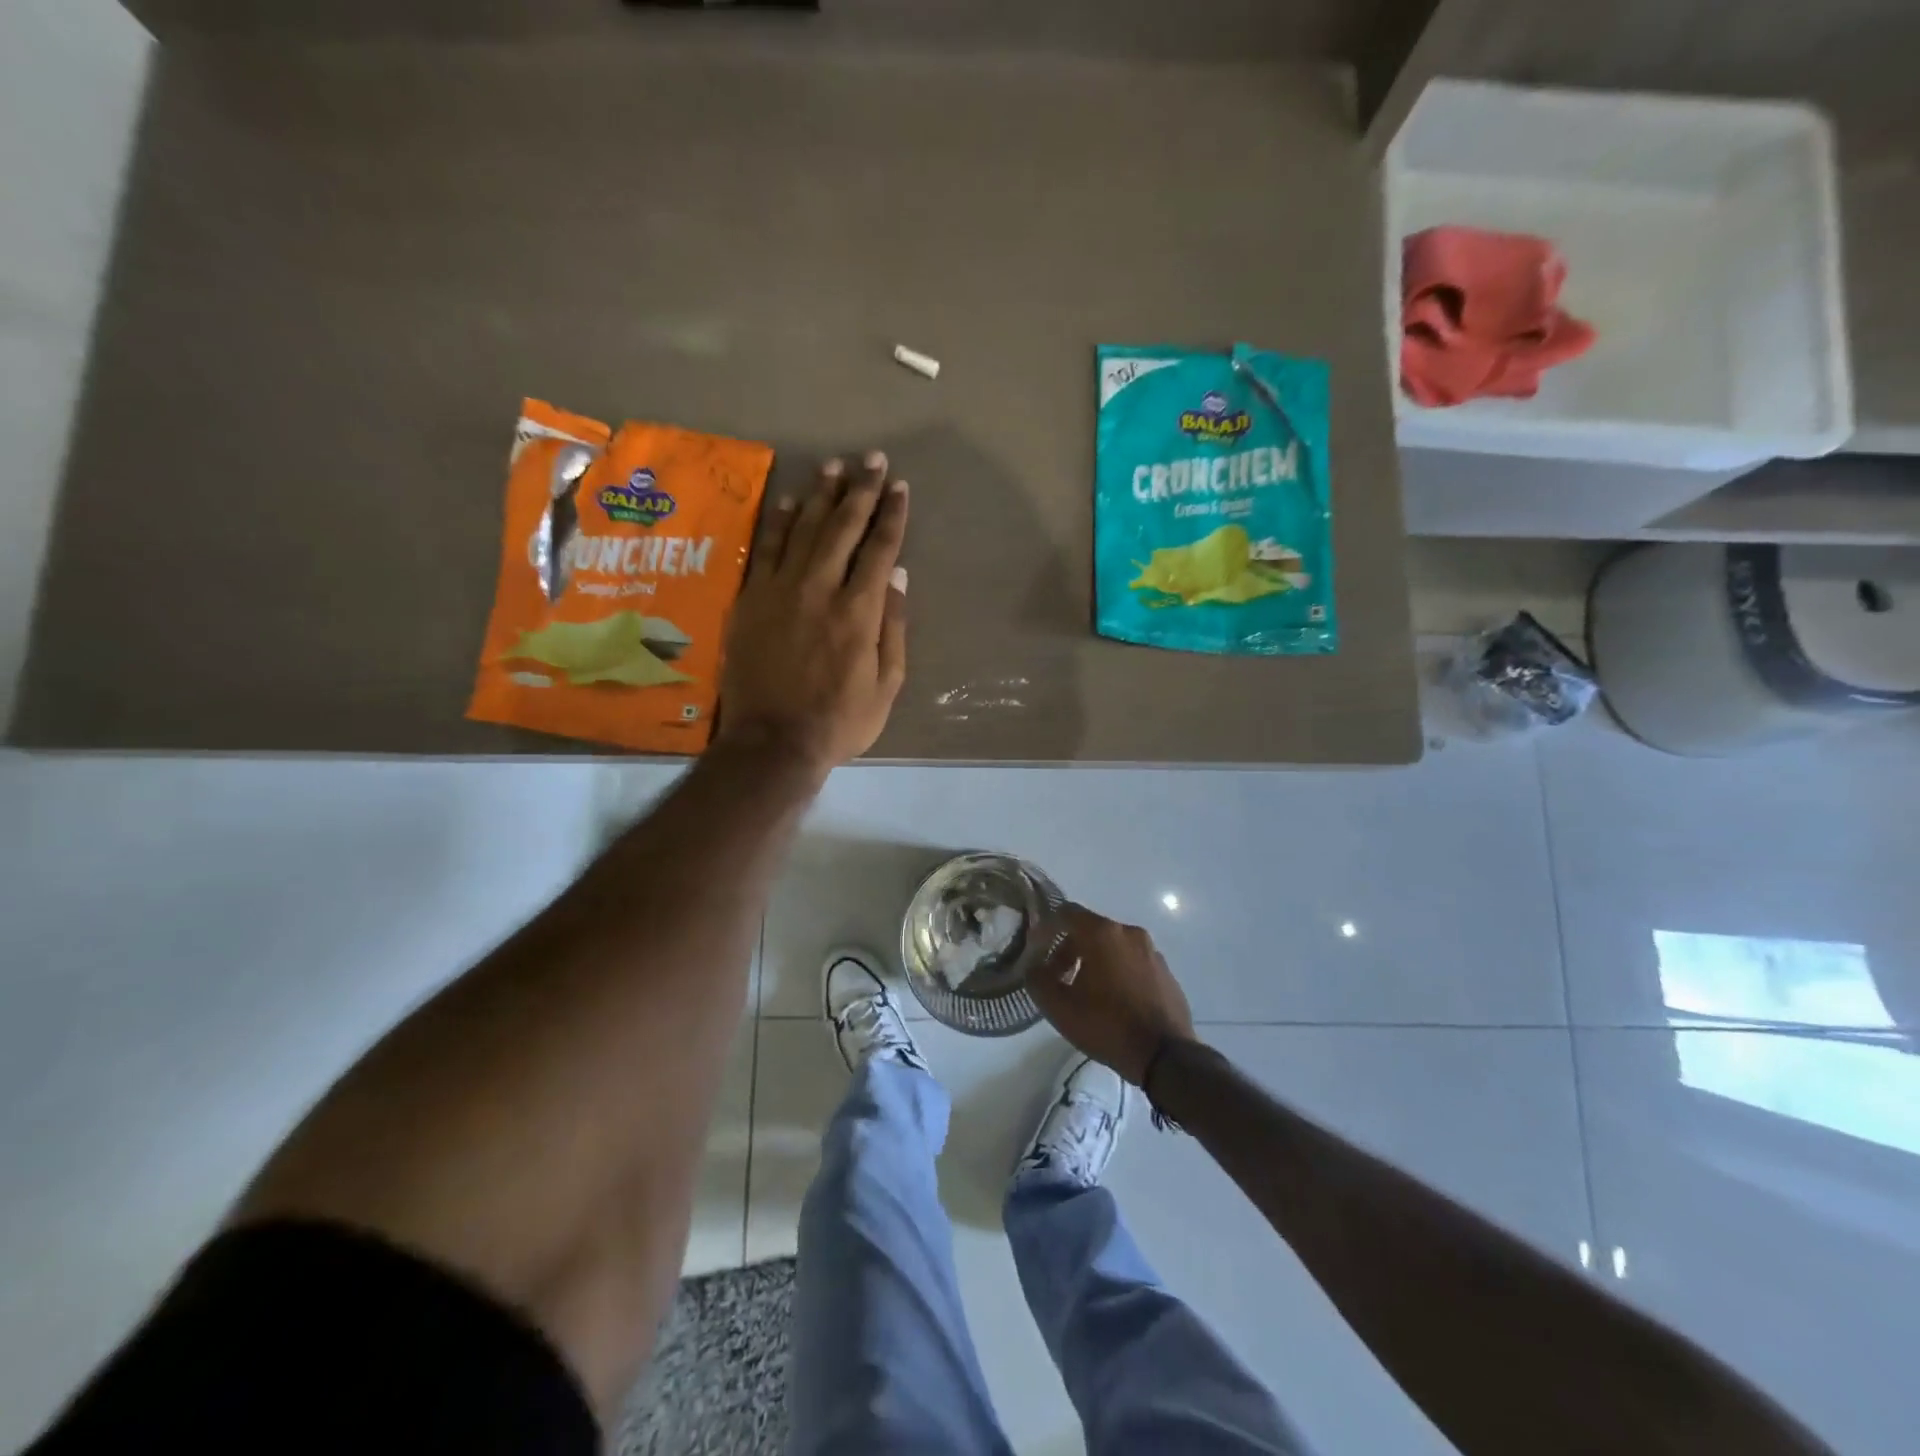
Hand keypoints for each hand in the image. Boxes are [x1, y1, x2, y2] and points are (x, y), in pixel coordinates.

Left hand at [718, 452, 908, 775]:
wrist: (772, 743)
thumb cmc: (839, 721)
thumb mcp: (886, 685)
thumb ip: (892, 627)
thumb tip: (896, 574)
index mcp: (858, 611)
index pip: (879, 549)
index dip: (891, 515)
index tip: (898, 487)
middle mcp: (819, 589)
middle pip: (842, 527)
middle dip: (860, 490)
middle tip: (872, 460)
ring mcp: (780, 590)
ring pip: (803, 529)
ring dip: (820, 495)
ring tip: (834, 467)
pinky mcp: (751, 599)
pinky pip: (765, 549)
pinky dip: (778, 522)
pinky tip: (789, 501)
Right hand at [1030, 903, 1195, 1085]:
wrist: (1165, 1056)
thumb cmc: (1107, 1026)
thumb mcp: (1059, 1008)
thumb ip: (1037, 980)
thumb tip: (1034, 967)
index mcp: (1102, 933)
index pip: (1067, 913)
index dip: (1047, 928)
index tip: (1037, 949)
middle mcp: (1129, 933)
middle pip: (1090, 930)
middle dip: (1070, 949)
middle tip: (1059, 978)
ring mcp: (1151, 951)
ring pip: (1113, 946)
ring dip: (1095, 961)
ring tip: (1086, 993)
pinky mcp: (1166, 971)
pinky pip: (1133, 962)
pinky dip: (1118, 972)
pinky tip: (1114, 1001)